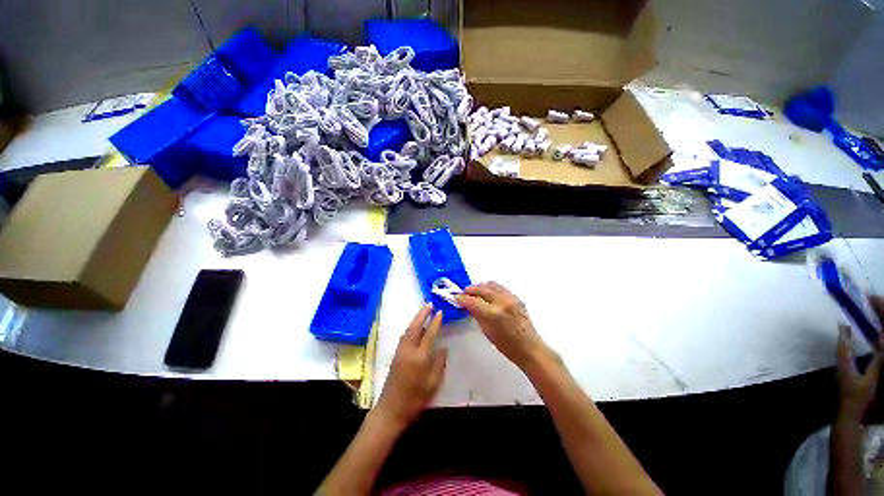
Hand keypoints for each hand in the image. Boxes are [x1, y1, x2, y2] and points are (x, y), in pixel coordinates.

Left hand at [375, 305, 446, 427]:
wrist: (391, 410)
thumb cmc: (415, 399)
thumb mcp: (433, 384)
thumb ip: (439, 364)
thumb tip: (443, 348)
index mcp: (420, 357)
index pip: (429, 334)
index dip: (435, 322)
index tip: (440, 312)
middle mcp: (409, 350)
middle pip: (415, 327)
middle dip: (422, 314)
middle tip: (429, 304)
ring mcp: (400, 351)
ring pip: (408, 330)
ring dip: (416, 319)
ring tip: (423, 311)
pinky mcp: (396, 355)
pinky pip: (404, 336)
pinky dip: (411, 327)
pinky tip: (415, 327)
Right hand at [456, 281, 549, 370]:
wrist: (529, 348)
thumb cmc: (506, 345)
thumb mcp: (487, 332)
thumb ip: (477, 315)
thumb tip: (468, 304)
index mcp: (494, 314)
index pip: (473, 301)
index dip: (462, 298)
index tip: (456, 297)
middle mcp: (503, 302)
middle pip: (482, 289)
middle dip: (470, 289)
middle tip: (463, 293)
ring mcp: (511, 298)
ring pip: (492, 284)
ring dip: (481, 286)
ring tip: (474, 292)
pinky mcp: (516, 297)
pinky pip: (500, 287)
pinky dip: (491, 288)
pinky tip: (487, 294)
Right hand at [836, 295, 883, 421]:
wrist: (854, 415)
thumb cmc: (850, 395)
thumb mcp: (846, 374)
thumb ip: (844, 352)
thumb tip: (843, 328)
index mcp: (882, 358)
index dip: (880, 311)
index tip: (870, 298)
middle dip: (881, 313)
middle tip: (870, 300)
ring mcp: (882, 363)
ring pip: (883, 338)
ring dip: (879, 322)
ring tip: (872, 310)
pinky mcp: (879, 365)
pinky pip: (881, 344)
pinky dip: (877, 333)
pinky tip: (872, 330)